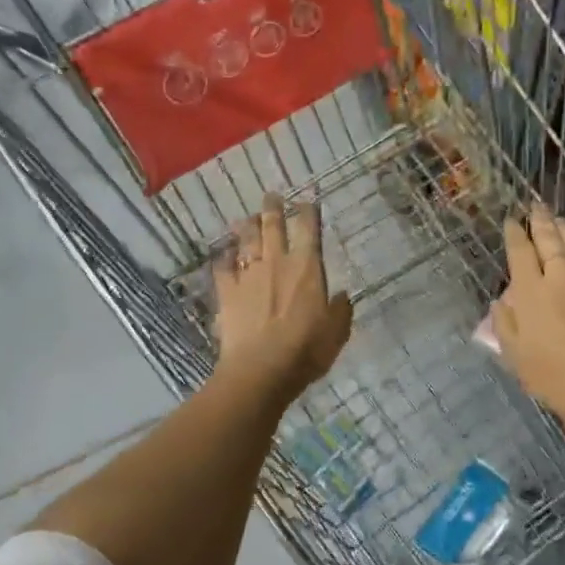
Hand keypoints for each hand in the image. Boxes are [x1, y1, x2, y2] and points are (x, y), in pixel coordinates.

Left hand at [213, 195, 352, 406]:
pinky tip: (224, 255)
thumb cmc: (306, 349)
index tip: (307, 200)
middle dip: (273, 208)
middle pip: (273, 227)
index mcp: (307, 267)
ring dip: (248, 227)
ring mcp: (248, 275)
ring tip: (248, 218)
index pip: (309, 229)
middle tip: (271, 196)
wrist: (261, 369)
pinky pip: (224, 268)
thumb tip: (341, 296)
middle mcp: (276, 262)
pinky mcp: (227, 293)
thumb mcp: (336, 331)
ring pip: (247, 241)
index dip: (308, 212)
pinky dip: (224, 258)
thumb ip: (340, 310)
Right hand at [493, 204, 564, 419]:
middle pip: (549, 238)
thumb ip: (504, 323)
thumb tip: (503, 301)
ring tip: (560, 221)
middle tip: (536, 207)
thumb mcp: (514, 355)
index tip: (512, 220)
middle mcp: (560, 276)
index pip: (520, 250)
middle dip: (540, 220)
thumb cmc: (551, 375)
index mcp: (531, 291)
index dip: (515, 233)